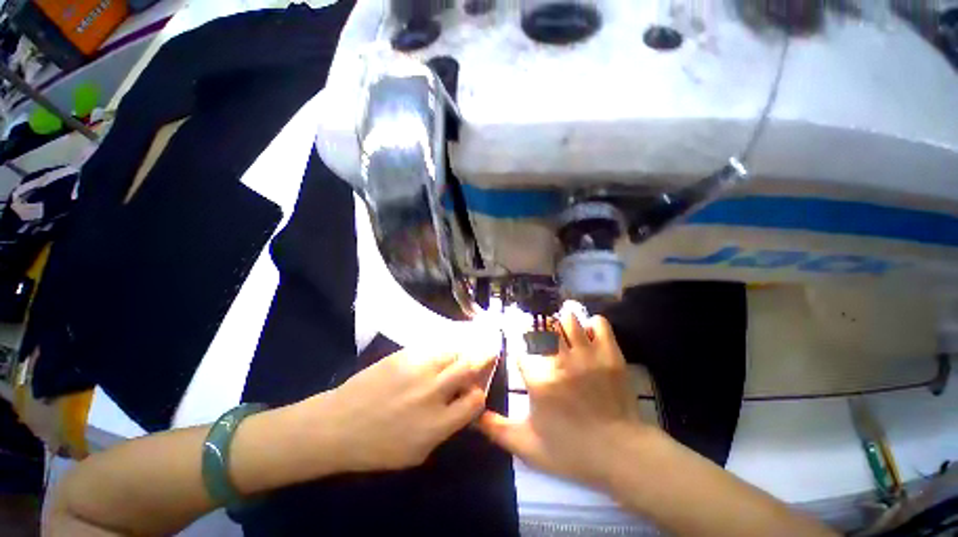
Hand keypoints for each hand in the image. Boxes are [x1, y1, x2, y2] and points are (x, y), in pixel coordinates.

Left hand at [307, 348, 495, 472]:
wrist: (338, 424)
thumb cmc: (377, 447)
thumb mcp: (417, 453)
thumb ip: (445, 428)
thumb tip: (462, 406)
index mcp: (437, 423)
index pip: (475, 400)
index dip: (479, 394)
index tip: (475, 391)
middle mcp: (433, 392)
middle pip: (469, 367)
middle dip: (484, 357)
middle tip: (490, 350)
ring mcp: (418, 369)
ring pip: (453, 351)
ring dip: (462, 352)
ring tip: (462, 352)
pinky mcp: (405, 354)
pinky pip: (433, 347)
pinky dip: (442, 350)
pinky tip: (438, 354)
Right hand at [477, 311, 647, 488]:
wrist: (621, 455)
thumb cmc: (572, 452)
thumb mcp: (527, 447)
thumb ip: (496, 430)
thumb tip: (473, 414)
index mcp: (539, 380)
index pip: (520, 350)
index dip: (519, 351)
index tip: (522, 355)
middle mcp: (560, 361)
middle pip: (543, 328)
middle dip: (539, 332)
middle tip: (544, 343)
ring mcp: (587, 355)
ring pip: (569, 320)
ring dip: (563, 324)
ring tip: (563, 333)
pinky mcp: (609, 354)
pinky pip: (599, 324)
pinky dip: (592, 324)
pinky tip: (588, 335)